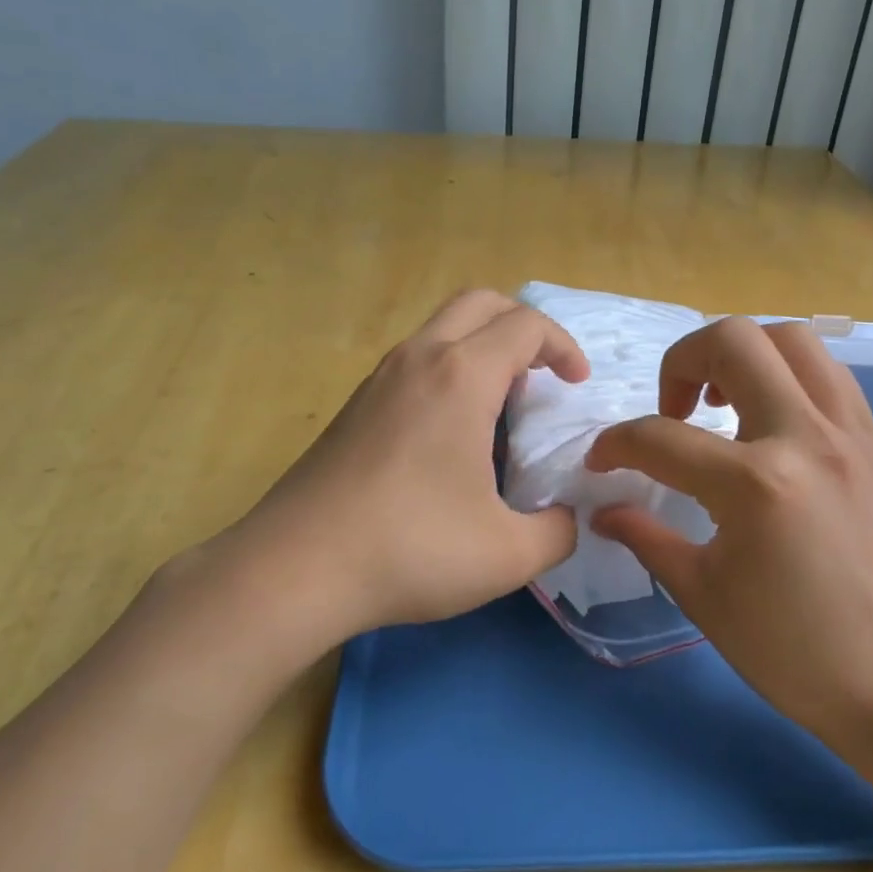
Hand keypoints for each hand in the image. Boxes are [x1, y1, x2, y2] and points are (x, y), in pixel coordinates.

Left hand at [175, 290, 589, 651]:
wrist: (295, 568)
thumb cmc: (410, 549)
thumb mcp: (507, 554)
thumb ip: (557, 532)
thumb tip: (566, 520)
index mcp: (461, 376)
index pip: (526, 325)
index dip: (563, 345)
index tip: (577, 384)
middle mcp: (419, 359)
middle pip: (480, 303)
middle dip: (523, 325)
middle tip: (544, 372)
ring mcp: (379, 378)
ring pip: (441, 328)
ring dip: (482, 347)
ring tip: (502, 404)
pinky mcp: (355, 405)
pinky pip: (415, 361)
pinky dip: (449, 370)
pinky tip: (451, 433)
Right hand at [585, 317, 872, 738]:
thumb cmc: (793, 651)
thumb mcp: (703, 594)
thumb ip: (646, 538)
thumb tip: (603, 510)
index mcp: (754, 484)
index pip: (661, 437)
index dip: (615, 444)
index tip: (602, 461)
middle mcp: (804, 437)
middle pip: (733, 341)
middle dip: (681, 361)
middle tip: (673, 410)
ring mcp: (848, 432)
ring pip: (790, 338)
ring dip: (742, 355)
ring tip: (723, 402)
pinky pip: (826, 372)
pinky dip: (786, 374)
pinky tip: (769, 421)